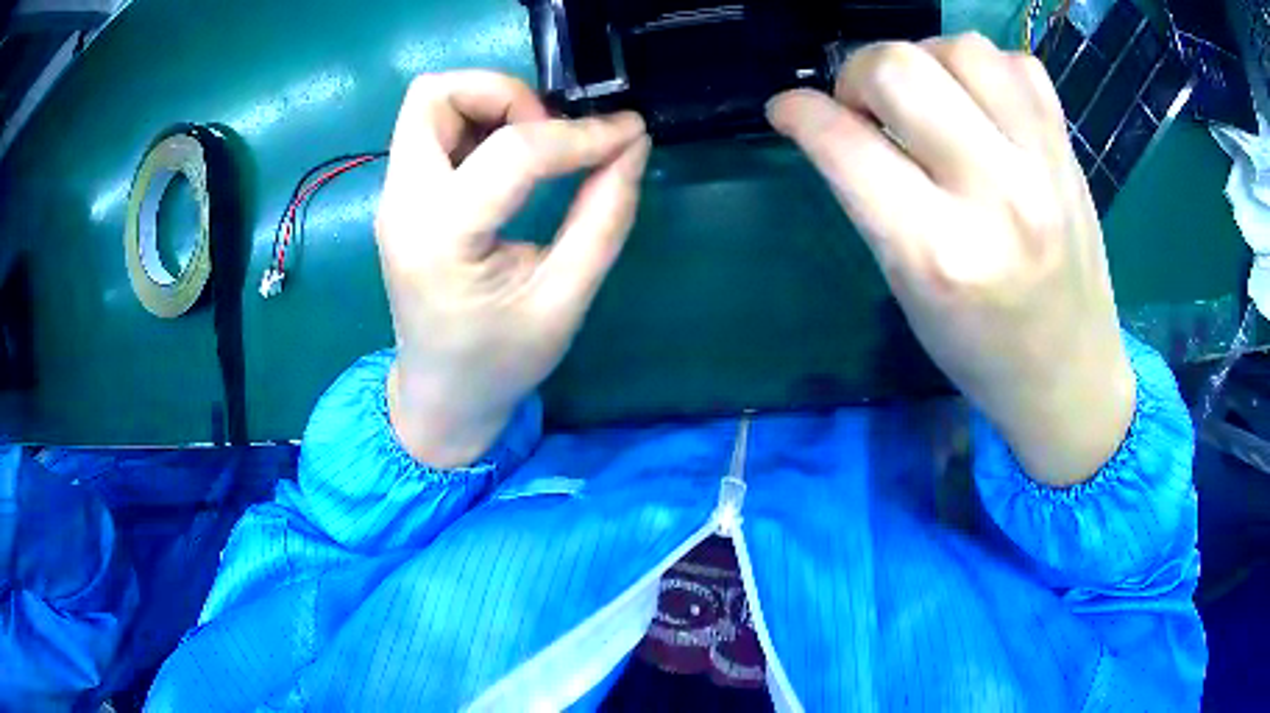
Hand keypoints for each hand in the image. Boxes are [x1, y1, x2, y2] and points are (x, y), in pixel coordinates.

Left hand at [377, 71, 649, 466]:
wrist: (440, 396)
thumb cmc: (501, 362)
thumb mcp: (565, 299)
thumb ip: (604, 217)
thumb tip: (631, 143)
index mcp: (442, 239)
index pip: (513, 151)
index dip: (580, 134)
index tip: (627, 133)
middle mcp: (403, 205)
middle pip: (435, 95)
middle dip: (505, 94)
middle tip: (549, 132)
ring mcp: (393, 198)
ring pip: (429, 104)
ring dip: (488, 104)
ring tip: (533, 143)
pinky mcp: (400, 197)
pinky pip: (430, 129)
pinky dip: (476, 123)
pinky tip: (508, 160)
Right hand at [768, 34, 1133, 486]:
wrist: (1071, 375)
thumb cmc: (981, 351)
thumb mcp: (907, 290)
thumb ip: (869, 198)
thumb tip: (835, 122)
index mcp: (937, 252)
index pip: (844, 143)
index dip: (799, 112)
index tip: (788, 109)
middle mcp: (994, 195)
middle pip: (900, 68)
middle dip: (858, 74)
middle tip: (866, 107)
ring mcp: (1042, 165)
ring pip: (962, 47)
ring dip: (925, 61)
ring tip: (929, 99)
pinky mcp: (1068, 151)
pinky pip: (1019, 64)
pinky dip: (987, 70)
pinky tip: (982, 104)